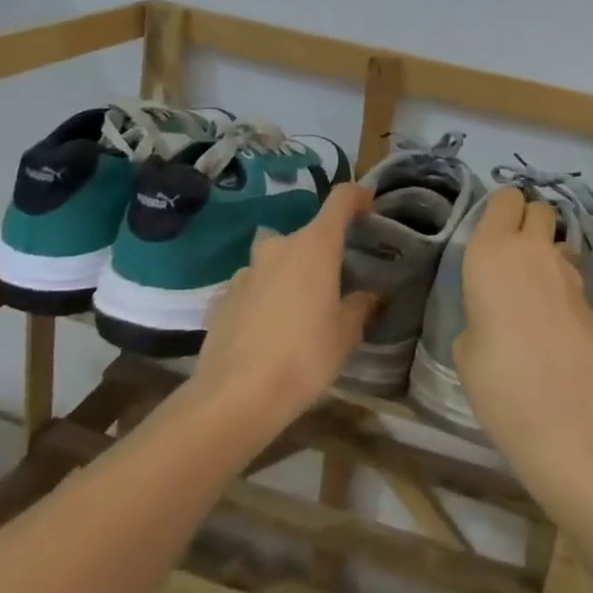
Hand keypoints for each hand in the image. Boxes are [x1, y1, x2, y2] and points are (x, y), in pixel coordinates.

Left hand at [190, 183, 376, 434]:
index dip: (357, 196)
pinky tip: (269, 331)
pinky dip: (266, 298)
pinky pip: (254, 287)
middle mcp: (278, 247)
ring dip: (291, 276)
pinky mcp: (223, 296)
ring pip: (277, 261)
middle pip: (307, 236)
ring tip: (301, 312)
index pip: (340, 200)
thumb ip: (359, 307)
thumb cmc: (303, 358)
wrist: (235, 396)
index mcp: (314, 247)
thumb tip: (369, 297)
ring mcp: (246, 271)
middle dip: (324, 253)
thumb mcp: (345, 336)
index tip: (369, 206)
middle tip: (338, 284)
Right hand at [455, 188, 592, 485]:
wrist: (574, 420)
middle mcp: (533, 251)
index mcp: (491, 252)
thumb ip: (478, 313)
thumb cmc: (500, 382)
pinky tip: (554, 328)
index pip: (505, 198)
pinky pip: (573, 280)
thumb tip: (494, 314)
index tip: (488, 235)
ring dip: (546, 257)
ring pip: (558, 244)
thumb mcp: (466, 349)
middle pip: (539, 210)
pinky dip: (562, 291)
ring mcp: (571, 275)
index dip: (500, 212)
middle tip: (510, 259)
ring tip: (531, 297)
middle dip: (527, 223)